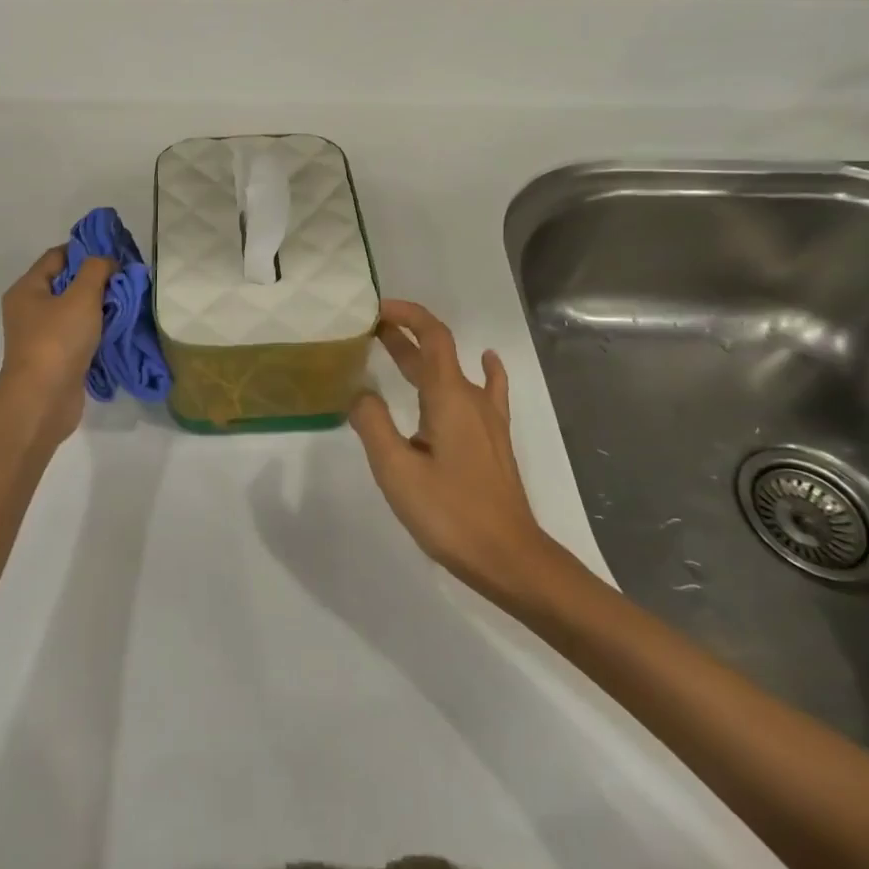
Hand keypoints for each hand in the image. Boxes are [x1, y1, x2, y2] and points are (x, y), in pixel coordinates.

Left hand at [0, 247, 113, 446]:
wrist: (42, 400)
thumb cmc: (58, 340)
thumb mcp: (81, 296)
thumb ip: (97, 270)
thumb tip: (107, 262)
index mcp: (28, 289)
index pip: (58, 256)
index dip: (86, 251)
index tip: (116, 255)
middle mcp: (30, 310)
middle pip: (67, 284)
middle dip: (97, 281)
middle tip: (128, 280)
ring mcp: (42, 336)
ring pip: (75, 312)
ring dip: (100, 308)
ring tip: (129, 305)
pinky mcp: (56, 359)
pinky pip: (79, 336)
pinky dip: (98, 332)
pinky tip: (119, 331)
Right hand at [350, 300, 577, 603]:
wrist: (509, 558)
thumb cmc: (450, 514)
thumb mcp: (397, 471)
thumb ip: (373, 425)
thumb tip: (360, 393)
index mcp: (448, 397)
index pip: (432, 336)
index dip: (407, 315)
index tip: (374, 310)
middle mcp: (471, 398)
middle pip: (438, 351)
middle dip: (403, 335)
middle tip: (366, 330)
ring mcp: (488, 419)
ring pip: (453, 372)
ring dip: (424, 356)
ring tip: (393, 349)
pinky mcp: (494, 440)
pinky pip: (488, 392)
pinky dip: (482, 371)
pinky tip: (486, 361)